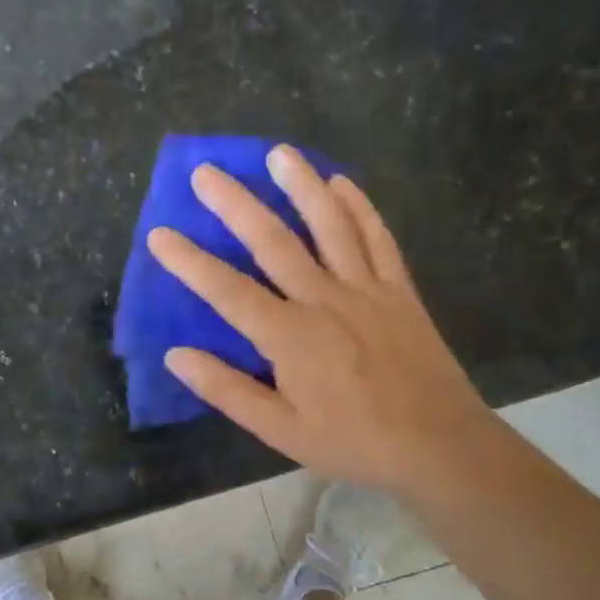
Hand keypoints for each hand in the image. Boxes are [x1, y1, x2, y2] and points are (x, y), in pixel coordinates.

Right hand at [146, 146, 495, 493]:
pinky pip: (377, 238)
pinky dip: (359, 207)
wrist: (439, 445)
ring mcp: (366, 289)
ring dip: (301, 185)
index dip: (190, 262)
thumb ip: (228, 390)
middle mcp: (324, 300)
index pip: (227, 291)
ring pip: (329, 225)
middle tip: (206, 172)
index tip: (159, 235)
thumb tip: (177, 356)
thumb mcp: (280, 431)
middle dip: (235, 205)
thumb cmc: (353, 442)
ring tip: (278, 153)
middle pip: (273, 242)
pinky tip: (342, 182)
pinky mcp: (399, 290)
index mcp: (290, 337)